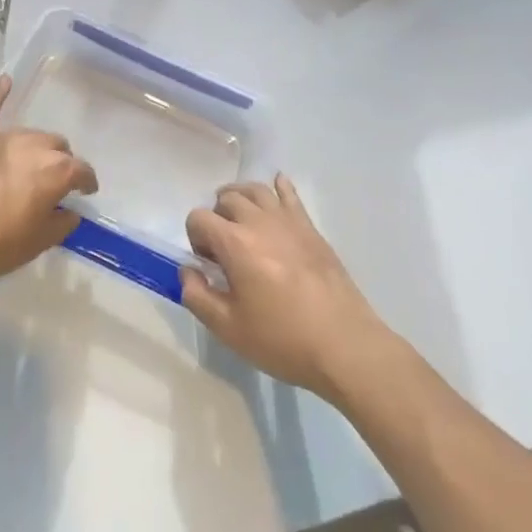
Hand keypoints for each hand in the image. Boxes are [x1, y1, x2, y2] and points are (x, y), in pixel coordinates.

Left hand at [0, 74, 96, 291]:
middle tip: (52, 182)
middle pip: (57, 146)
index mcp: (56, 172)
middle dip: (60, 161)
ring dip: (36, 146)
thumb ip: (59, 225)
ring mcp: (3, 137)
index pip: (82, 171)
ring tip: (32, 161)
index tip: (86, 191)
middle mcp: (35, 147)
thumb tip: (70, 213)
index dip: (86, 182)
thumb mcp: (36, 244)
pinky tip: (4, 80)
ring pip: (31, 133)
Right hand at [182, 175, 394, 401]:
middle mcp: (259, 222)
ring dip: (240, 198)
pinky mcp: (310, 228)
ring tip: (240, 219)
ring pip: (255, 189)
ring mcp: (288, 221)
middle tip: (223, 248)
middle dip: (216, 217)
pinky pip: (290, 194)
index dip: (195, 236)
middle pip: (226, 198)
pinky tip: (276, 187)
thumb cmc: (282, 339)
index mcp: (235, 243)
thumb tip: (188, 270)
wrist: (344, 345)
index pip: (199, 218)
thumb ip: (197, 296)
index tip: (207, 263)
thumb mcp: (228, 329)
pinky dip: (278, 186)